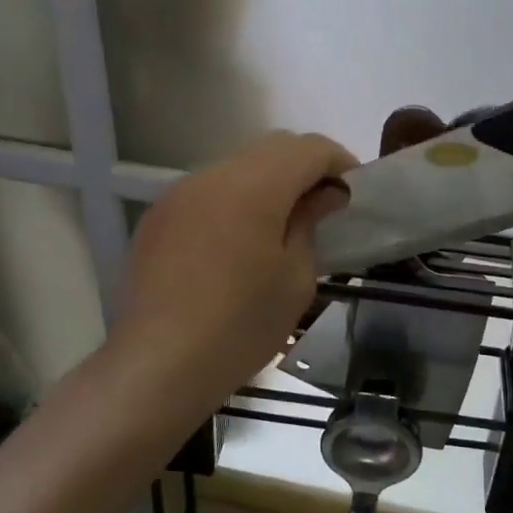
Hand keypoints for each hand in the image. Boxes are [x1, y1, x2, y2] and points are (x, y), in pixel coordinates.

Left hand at [114, 130, 356, 417]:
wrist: (158, 365)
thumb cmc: (241, 326)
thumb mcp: (295, 279)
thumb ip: (311, 222)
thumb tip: (324, 194)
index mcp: (254, 187)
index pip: (308, 148)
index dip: (339, 161)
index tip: (355, 190)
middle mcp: (213, 176)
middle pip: (272, 148)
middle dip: (305, 166)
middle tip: (325, 203)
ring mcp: (180, 193)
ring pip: (237, 166)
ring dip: (268, 181)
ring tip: (283, 221)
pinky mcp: (158, 216)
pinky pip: (208, 190)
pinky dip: (234, 199)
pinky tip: (238, 240)